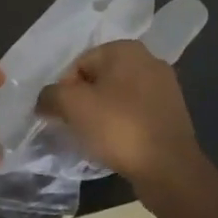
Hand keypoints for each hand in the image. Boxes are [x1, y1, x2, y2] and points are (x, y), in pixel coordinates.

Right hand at [37, 40, 207, 192]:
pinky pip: (135, 113)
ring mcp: (165, 87)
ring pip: (117, 97)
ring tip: (94, 138)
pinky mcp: (172, 113)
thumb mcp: (73, 106)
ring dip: (102, 114)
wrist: (168, 168)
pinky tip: (116, 144)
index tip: (61, 115)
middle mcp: (149, 60)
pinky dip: (121, 124)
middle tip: (74, 126)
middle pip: (99, 79)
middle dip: (83, 101)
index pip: (79, 64)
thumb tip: (45, 100)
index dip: (64, 90)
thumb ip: (51, 95)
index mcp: (126, 49)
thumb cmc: (119, 127)